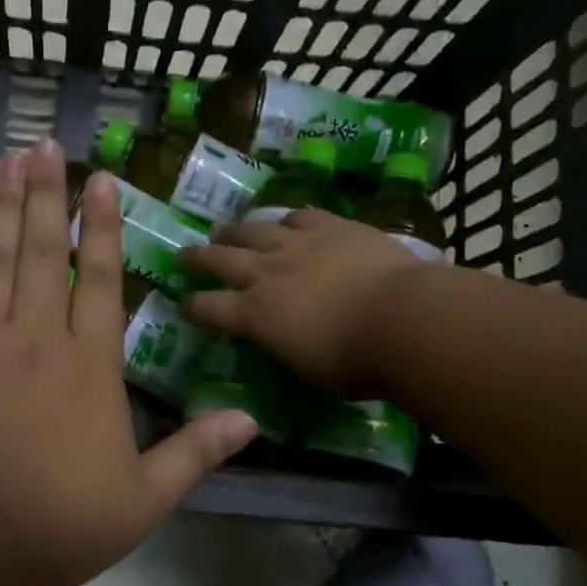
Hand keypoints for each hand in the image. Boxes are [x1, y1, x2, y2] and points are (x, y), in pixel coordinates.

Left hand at [0, 139, 258, 585]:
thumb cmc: (53, 526)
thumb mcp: (141, 500)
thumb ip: (196, 453)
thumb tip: (252, 420)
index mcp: (88, 365)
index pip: (101, 279)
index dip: (103, 226)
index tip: (101, 180)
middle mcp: (34, 337)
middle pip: (43, 250)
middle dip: (47, 194)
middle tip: (46, 145)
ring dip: (1, 204)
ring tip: (7, 159)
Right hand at [180, 208, 421, 395]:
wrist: (402, 318)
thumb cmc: (355, 362)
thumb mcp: (308, 369)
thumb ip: (287, 348)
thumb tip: (284, 339)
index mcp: (255, 315)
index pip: (209, 309)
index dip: (193, 307)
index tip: (184, 304)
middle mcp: (267, 273)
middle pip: (220, 259)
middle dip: (198, 257)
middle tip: (184, 254)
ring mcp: (298, 244)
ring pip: (254, 230)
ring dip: (235, 231)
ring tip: (224, 230)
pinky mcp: (332, 226)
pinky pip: (300, 215)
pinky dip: (288, 220)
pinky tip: (287, 221)